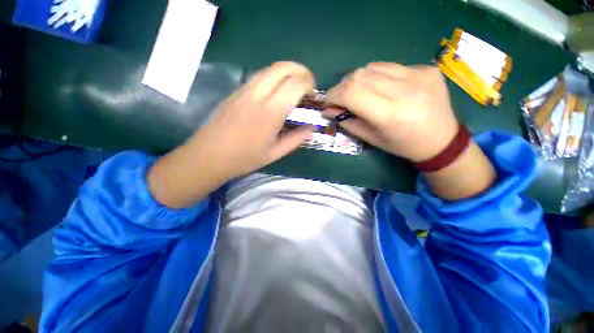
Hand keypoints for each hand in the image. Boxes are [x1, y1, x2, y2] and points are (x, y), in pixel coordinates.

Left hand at [148, 61, 314, 207]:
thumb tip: (312, 127)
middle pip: (283, 67)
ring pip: (270, 68)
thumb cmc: (244, 158)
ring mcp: (244, 90)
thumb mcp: (275, 153)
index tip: (313, 95)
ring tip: (294, 87)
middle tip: (308, 86)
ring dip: (287, 72)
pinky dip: (274, 78)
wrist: (209, 155)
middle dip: (301, 71)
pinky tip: (276, 93)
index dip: (309, 84)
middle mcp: (257, 94)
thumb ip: (296, 139)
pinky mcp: (236, 91)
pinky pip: (259, 76)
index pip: (295, 84)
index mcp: (270, 112)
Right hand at [326, 62, 495, 199]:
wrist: (441, 139)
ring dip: (357, 79)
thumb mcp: (371, 139)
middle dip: (342, 87)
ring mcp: (419, 74)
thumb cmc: (402, 145)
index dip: (333, 95)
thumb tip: (328, 110)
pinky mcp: (425, 68)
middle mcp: (405, 90)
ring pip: (372, 66)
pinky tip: (379, 87)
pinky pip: (389, 66)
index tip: (327, 102)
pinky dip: (375, 75)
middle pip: (359, 76)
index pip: (351, 93)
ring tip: (358, 93)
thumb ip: (347, 122)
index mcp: (390, 114)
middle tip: (340, 98)